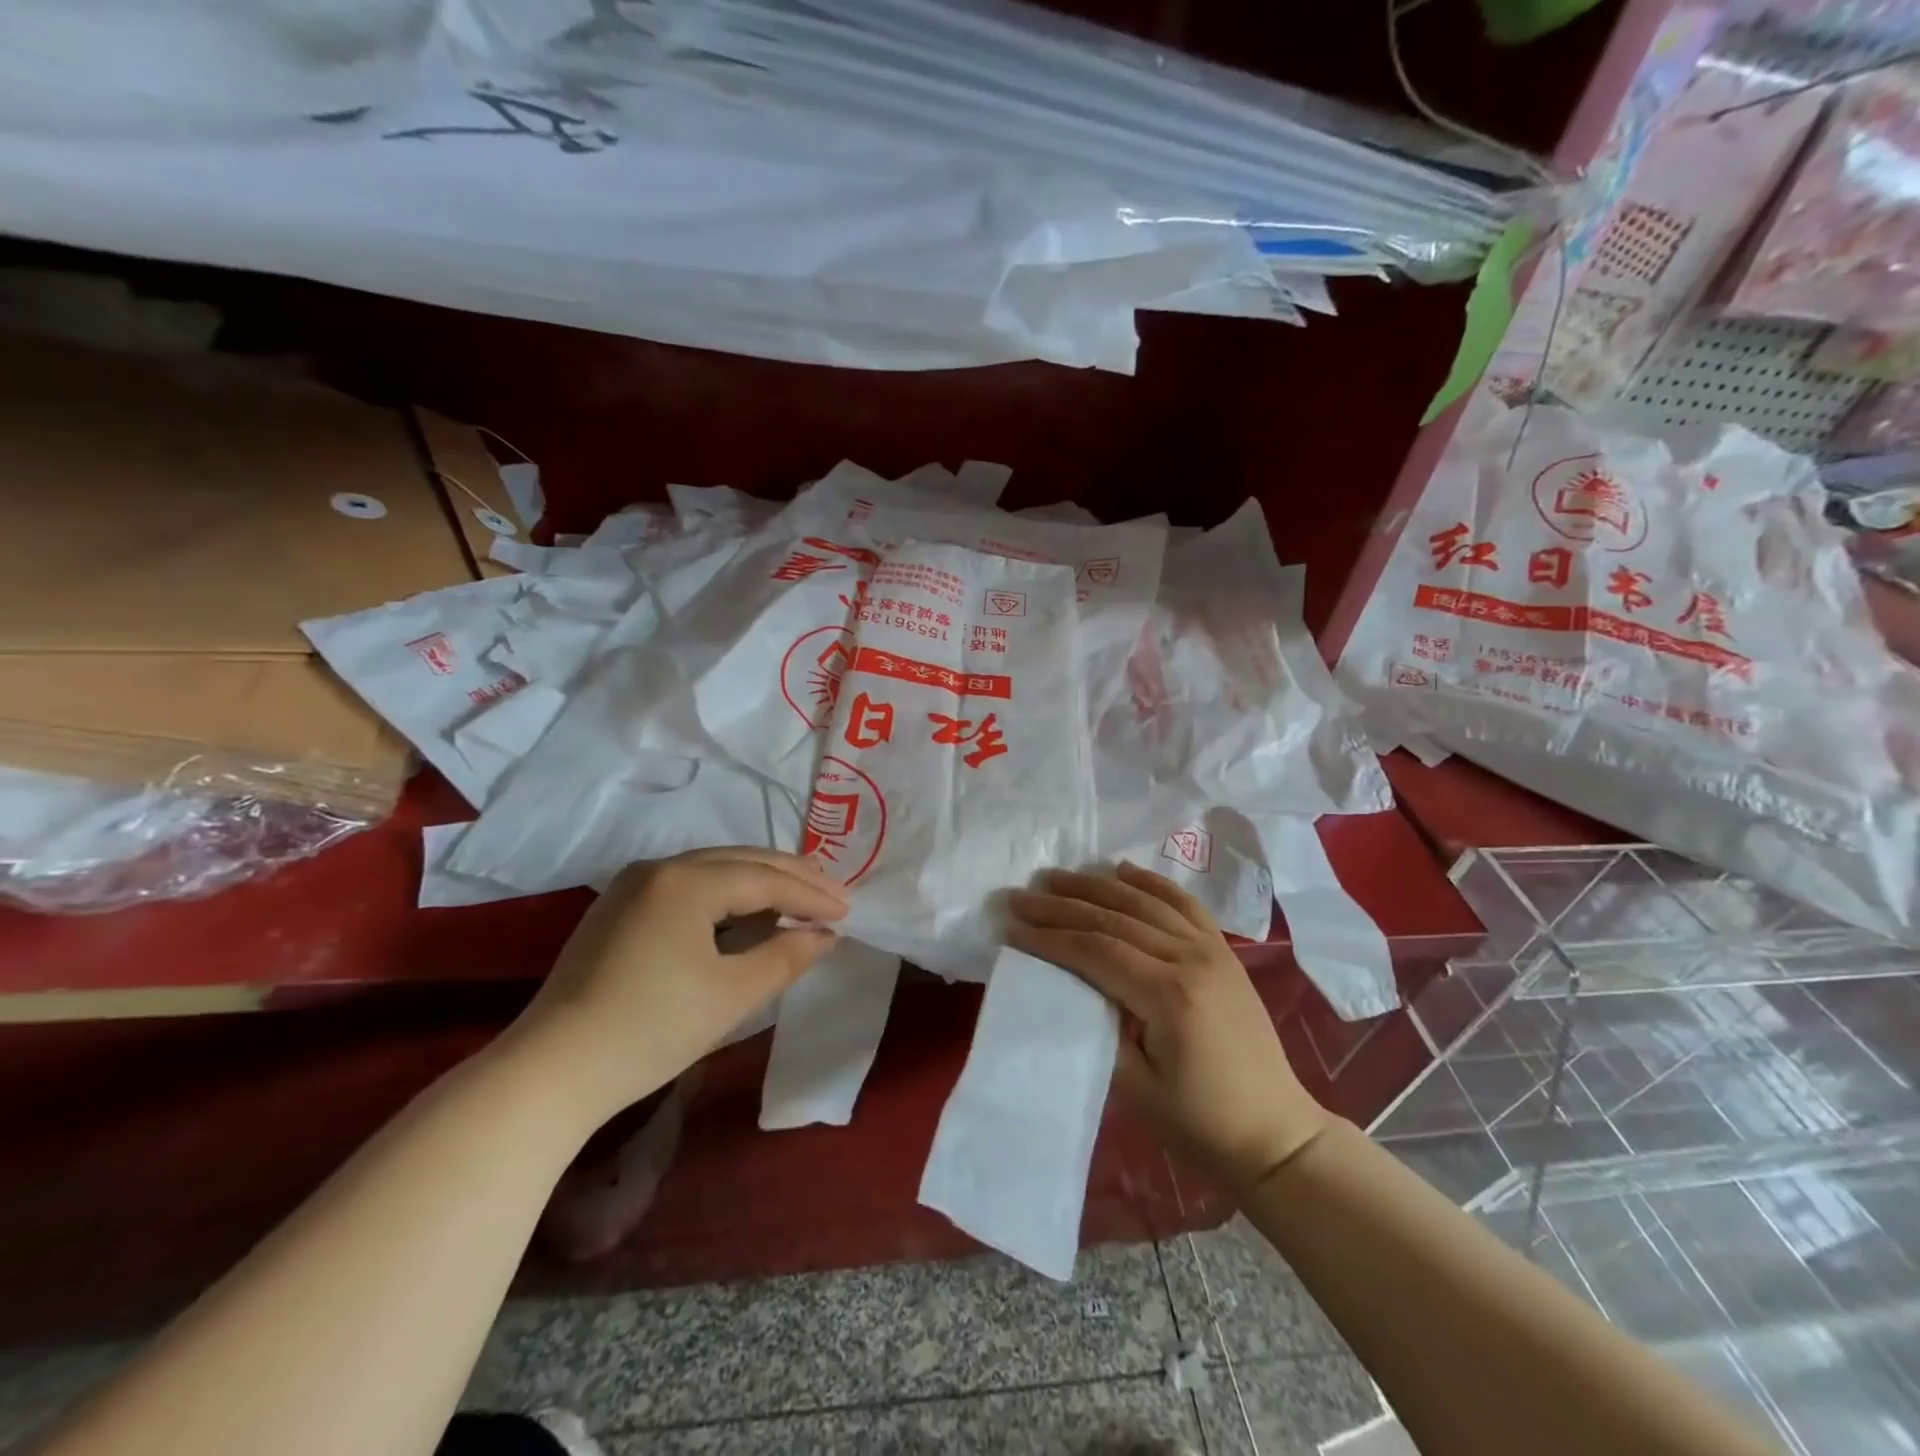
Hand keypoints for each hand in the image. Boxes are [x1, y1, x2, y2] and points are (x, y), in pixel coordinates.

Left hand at [508, 847, 847, 1122]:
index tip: (849, 911)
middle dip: (792, 876)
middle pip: (741, 860)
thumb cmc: (651, 1030)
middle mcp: (659, 868)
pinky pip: (689, 884)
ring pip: (715, 868)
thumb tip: (825, 934)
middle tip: (835, 894)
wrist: (551, 1072)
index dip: (811, 894)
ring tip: (800, 897)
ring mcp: (633, 884)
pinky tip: (747, 910)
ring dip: (760, 881)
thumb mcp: (732, 995)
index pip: (765, 878)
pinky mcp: (619, 907)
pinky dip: (727, 893)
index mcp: (686, 881)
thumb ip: (786, 956)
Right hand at [1008, 862, 1332, 1192]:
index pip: (1095, 950)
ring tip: (1056, 876)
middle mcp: (1191, 959)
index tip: (1011, 927)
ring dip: (1095, 886)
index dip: (1049, 937)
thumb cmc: (1200, 1121)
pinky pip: (1183, 903)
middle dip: (1061, 905)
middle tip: (1020, 895)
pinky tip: (1122, 869)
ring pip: (1143, 903)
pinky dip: (1150, 882)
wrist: (1274, 1132)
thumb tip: (1064, 985)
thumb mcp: (1135, 1087)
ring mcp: (1212, 949)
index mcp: (1169, 996)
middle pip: (1113, 919)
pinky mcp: (1223, 950)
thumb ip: (1097, 1027)